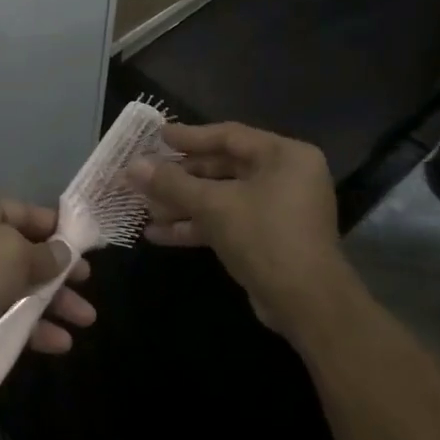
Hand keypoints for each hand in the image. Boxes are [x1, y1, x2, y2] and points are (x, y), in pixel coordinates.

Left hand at [0, 194, 94, 376]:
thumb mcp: (13, 253)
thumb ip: (45, 253)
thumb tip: (62, 253)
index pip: (23, 211)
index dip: (57, 227)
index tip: (88, 246)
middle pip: (24, 251)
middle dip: (58, 270)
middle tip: (87, 283)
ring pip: (19, 286)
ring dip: (53, 302)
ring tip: (86, 319)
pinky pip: (6, 315)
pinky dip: (33, 327)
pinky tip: (60, 343)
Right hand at [127, 122, 355, 339]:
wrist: (307, 304)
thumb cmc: (264, 237)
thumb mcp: (213, 205)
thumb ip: (171, 183)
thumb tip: (132, 166)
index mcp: (284, 156)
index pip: (229, 136)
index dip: (189, 136)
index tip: (156, 136)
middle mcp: (285, 177)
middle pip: (222, 168)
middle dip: (180, 177)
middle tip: (145, 175)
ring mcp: (278, 209)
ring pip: (221, 197)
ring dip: (182, 204)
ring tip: (144, 209)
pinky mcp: (268, 238)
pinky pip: (227, 221)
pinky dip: (197, 225)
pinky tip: (158, 234)